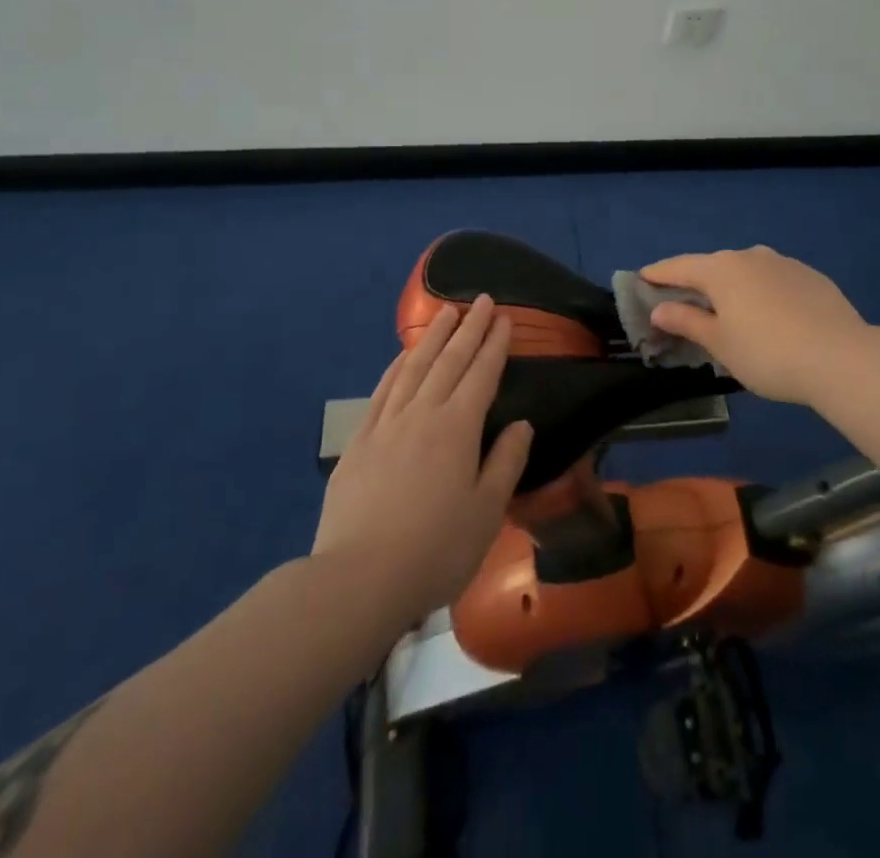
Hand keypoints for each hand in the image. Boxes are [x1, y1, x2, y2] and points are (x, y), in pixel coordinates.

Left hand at [313, 296, 533, 621]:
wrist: (359, 579)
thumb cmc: (435, 549)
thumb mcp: (487, 512)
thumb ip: (506, 462)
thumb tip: (521, 424)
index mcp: (457, 428)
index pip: (481, 374)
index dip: (494, 345)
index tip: (504, 318)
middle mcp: (422, 414)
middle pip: (449, 361)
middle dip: (468, 328)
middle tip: (481, 300)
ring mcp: (386, 424)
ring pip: (413, 368)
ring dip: (432, 337)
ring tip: (446, 313)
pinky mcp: (359, 442)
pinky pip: (382, 391)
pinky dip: (396, 367)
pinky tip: (402, 357)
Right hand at [638, 246, 872, 406]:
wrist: (842, 357)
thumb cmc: (768, 353)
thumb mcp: (720, 343)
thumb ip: (687, 321)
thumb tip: (659, 308)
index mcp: (721, 269)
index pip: (679, 267)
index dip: (657, 274)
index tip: (640, 279)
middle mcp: (750, 256)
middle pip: (712, 266)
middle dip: (695, 283)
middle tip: (682, 303)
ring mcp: (783, 263)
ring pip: (745, 271)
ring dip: (731, 287)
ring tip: (727, 311)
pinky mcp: (810, 276)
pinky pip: (773, 280)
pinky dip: (760, 292)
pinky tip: (768, 316)